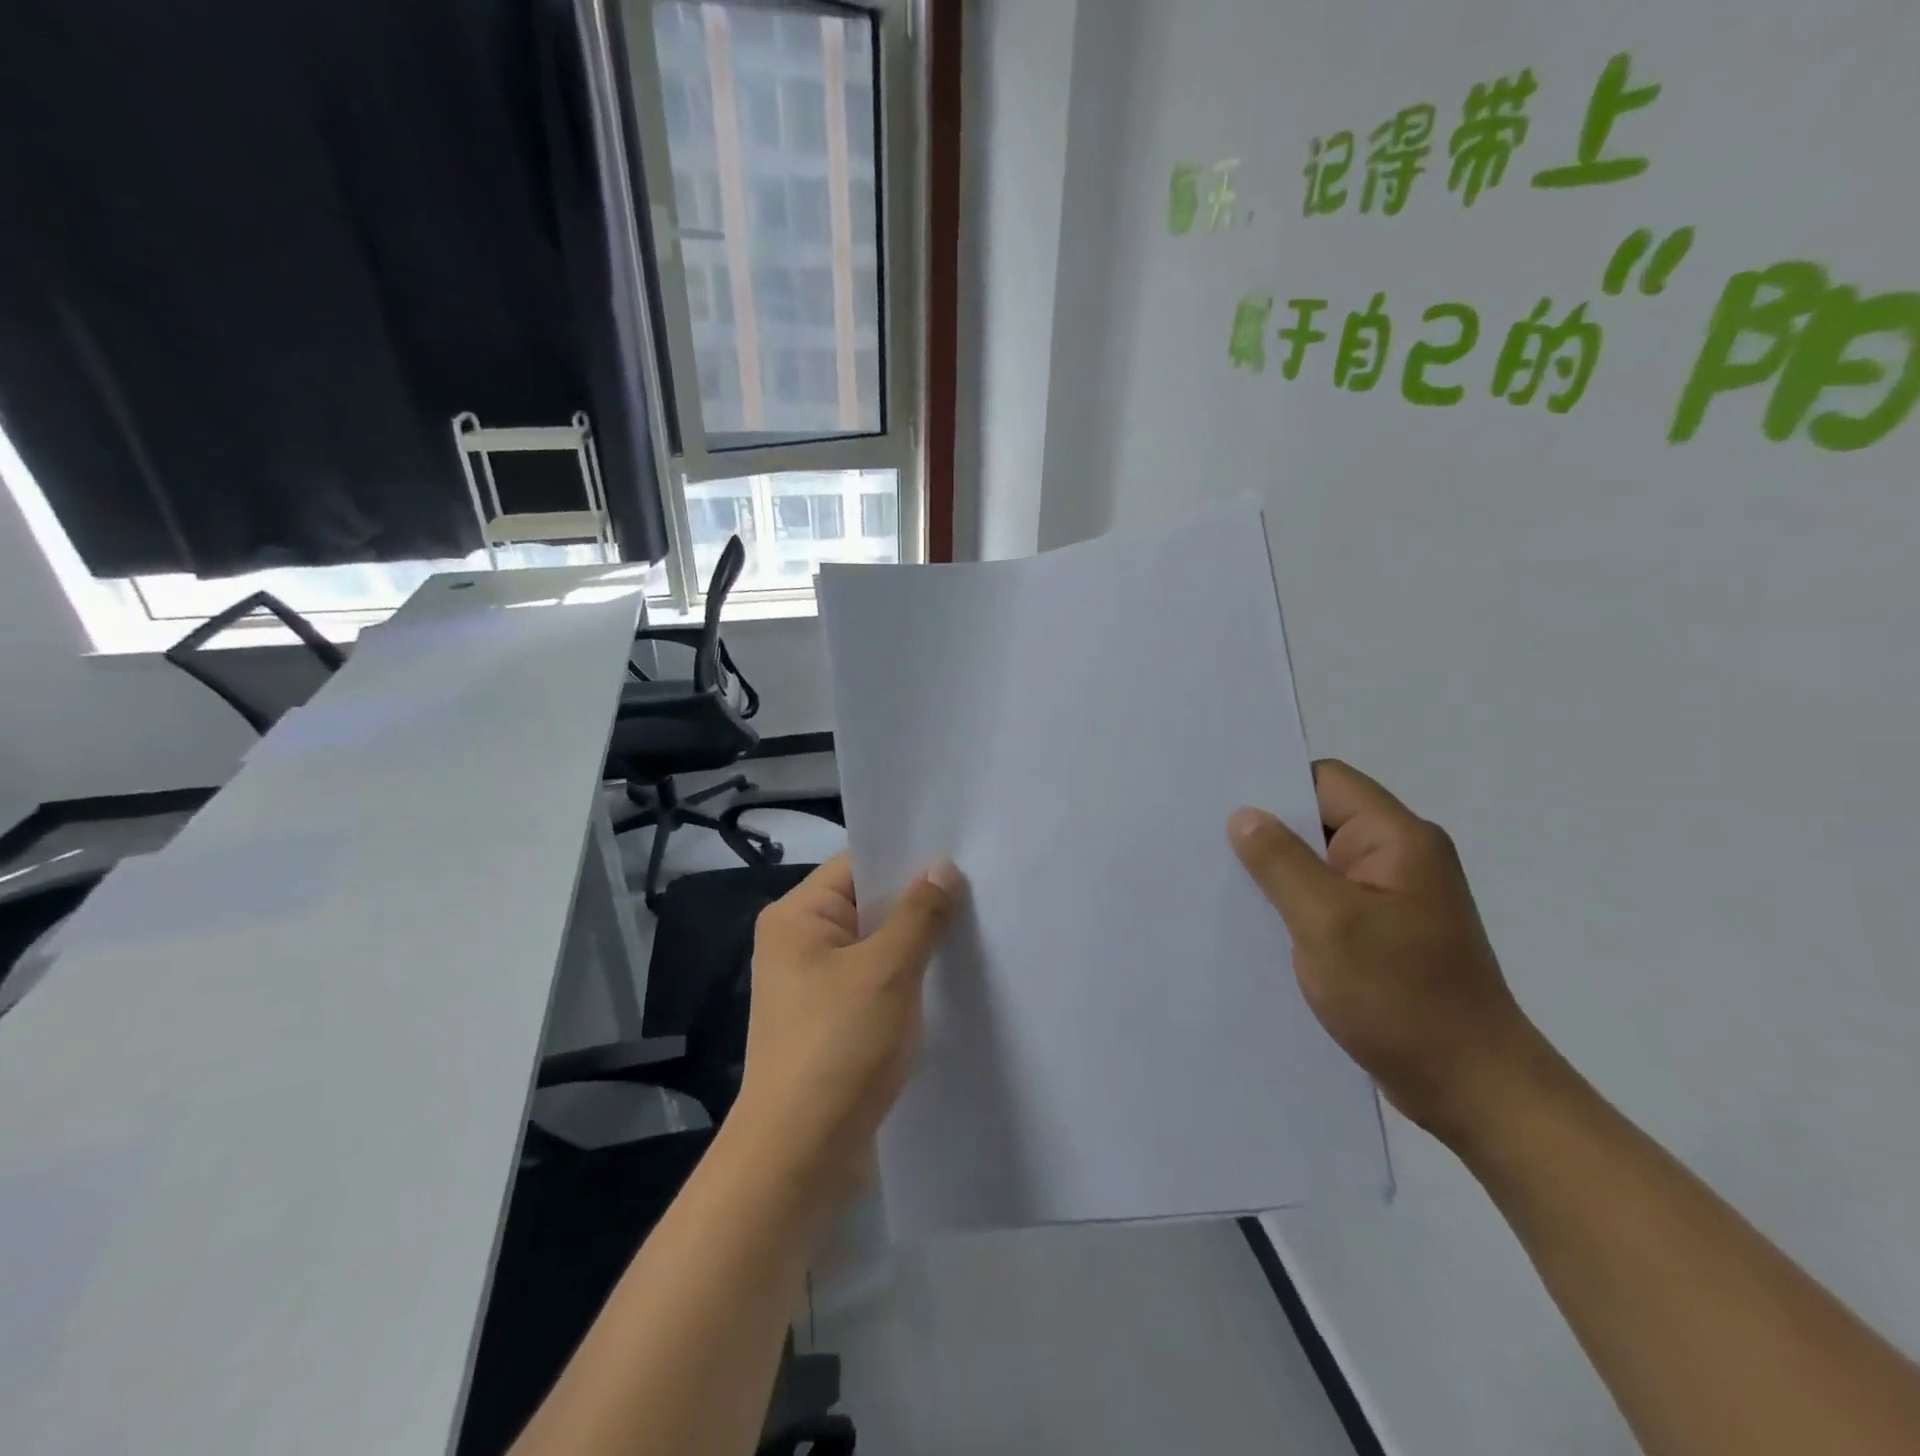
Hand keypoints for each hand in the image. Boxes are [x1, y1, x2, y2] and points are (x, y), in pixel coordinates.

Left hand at [734, 853, 963, 1211]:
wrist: (799, 1156)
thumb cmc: (838, 1047)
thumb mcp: (887, 971)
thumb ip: (919, 914)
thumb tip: (943, 868)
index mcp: (797, 917)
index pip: (857, 864)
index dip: (907, 858)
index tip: (960, 855)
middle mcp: (798, 942)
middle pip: (867, 904)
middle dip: (918, 902)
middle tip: (979, 890)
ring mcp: (813, 984)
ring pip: (874, 945)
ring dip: (915, 943)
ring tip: (973, 929)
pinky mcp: (830, 1021)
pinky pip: (873, 981)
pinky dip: (905, 977)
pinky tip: (947, 978)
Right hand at [1228, 760, 1552, 1147]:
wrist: (1474, 1091)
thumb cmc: (1402, 999)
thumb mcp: (1329, 923)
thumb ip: (1281, 863)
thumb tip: (1243, 815)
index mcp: (1398, 839)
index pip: (1326, 781)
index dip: (1274, 786)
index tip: (1221, 803)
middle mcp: (1400, 857)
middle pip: (1322, 819)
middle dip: (1268, 831)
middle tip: (1207, 843)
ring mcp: (1394, 897)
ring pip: (1320, 862)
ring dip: (1278, 872)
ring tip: (1223, 882)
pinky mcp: (1385, 932)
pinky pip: (1328, 898)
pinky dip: (1294, 903)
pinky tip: (1258, 921)